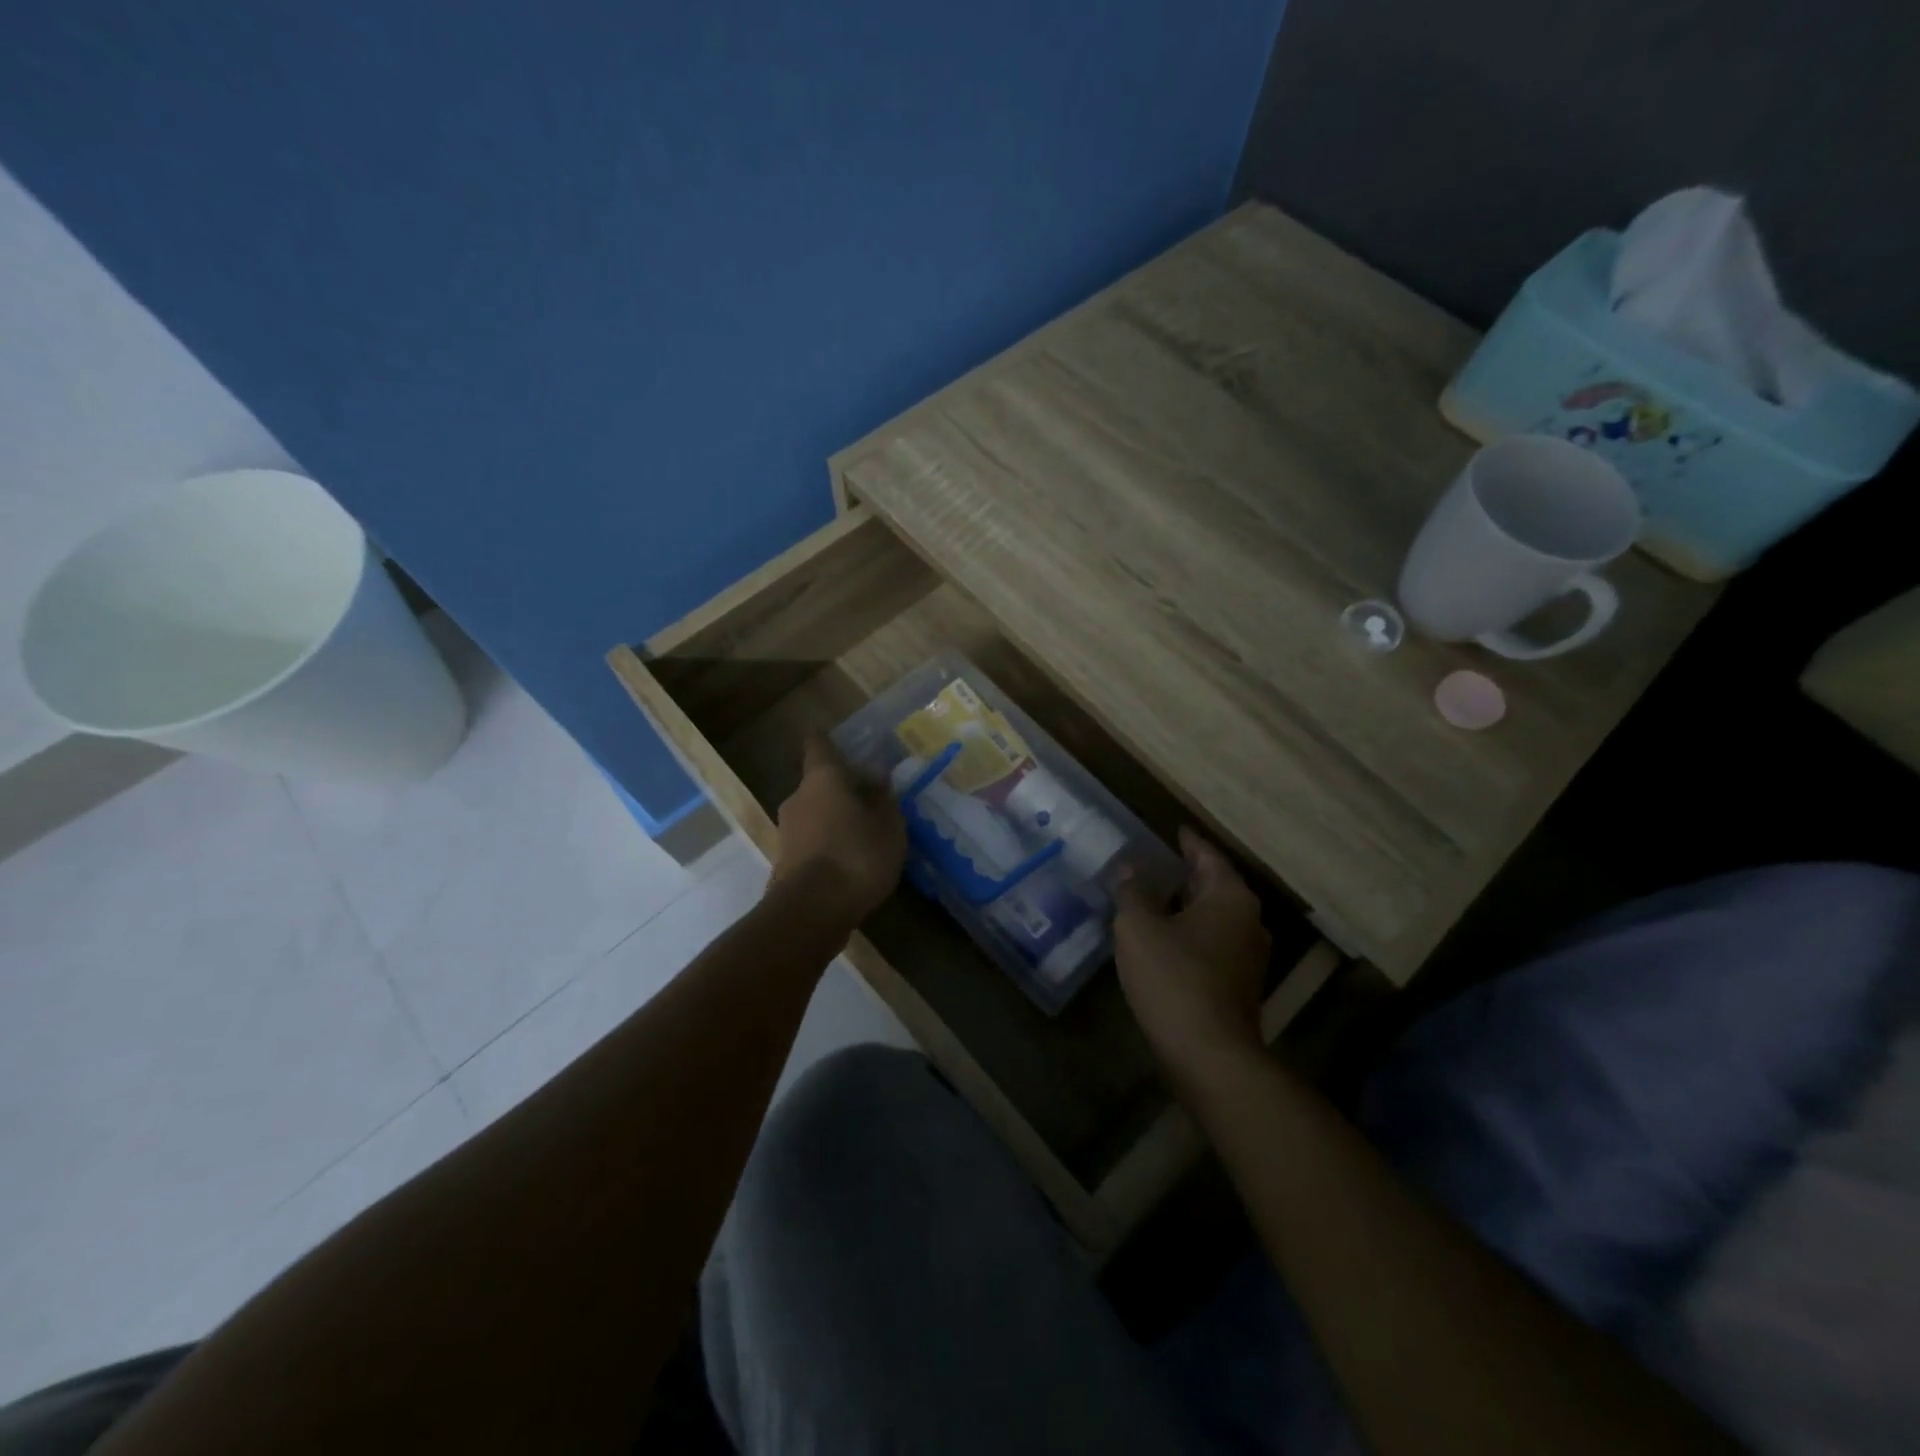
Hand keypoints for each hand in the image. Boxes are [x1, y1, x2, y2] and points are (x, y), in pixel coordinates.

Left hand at [771, 735, 905, 922]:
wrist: (810, 913)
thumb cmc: (856, 856)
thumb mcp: (888, 826)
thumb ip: (884, 799)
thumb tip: (879, 778)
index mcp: (822, 778)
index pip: (819, 744)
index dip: (831, 741)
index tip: (847, 744)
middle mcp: (797, 797)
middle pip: (819, 782)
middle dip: (843, 789)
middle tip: (873, 800)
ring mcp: (786, 831)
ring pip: (814, 814)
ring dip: (836, 819)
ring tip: (866, 836)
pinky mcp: (784, 862)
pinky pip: (811, 842)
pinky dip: (828, 845)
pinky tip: (851, 863)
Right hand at [1114, 828, 1271, 1086]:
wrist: (1209, 1055)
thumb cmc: (1174, 978)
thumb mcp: (1139, 927)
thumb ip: (1133, 891)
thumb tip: (1131, 868)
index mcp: (1230, 898)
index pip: (1208, 856)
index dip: (1188, 842)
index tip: (1174, 830)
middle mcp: (1248, 921)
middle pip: (1214, 886)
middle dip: (1185, 875)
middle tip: (1155, 863)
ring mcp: (1248, 956)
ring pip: (1214, 918)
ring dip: (1186, 907)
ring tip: (1153, 899)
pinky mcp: (1239, 986)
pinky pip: (1213, 944)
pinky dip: (1189, 934)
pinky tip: (1163, 940)